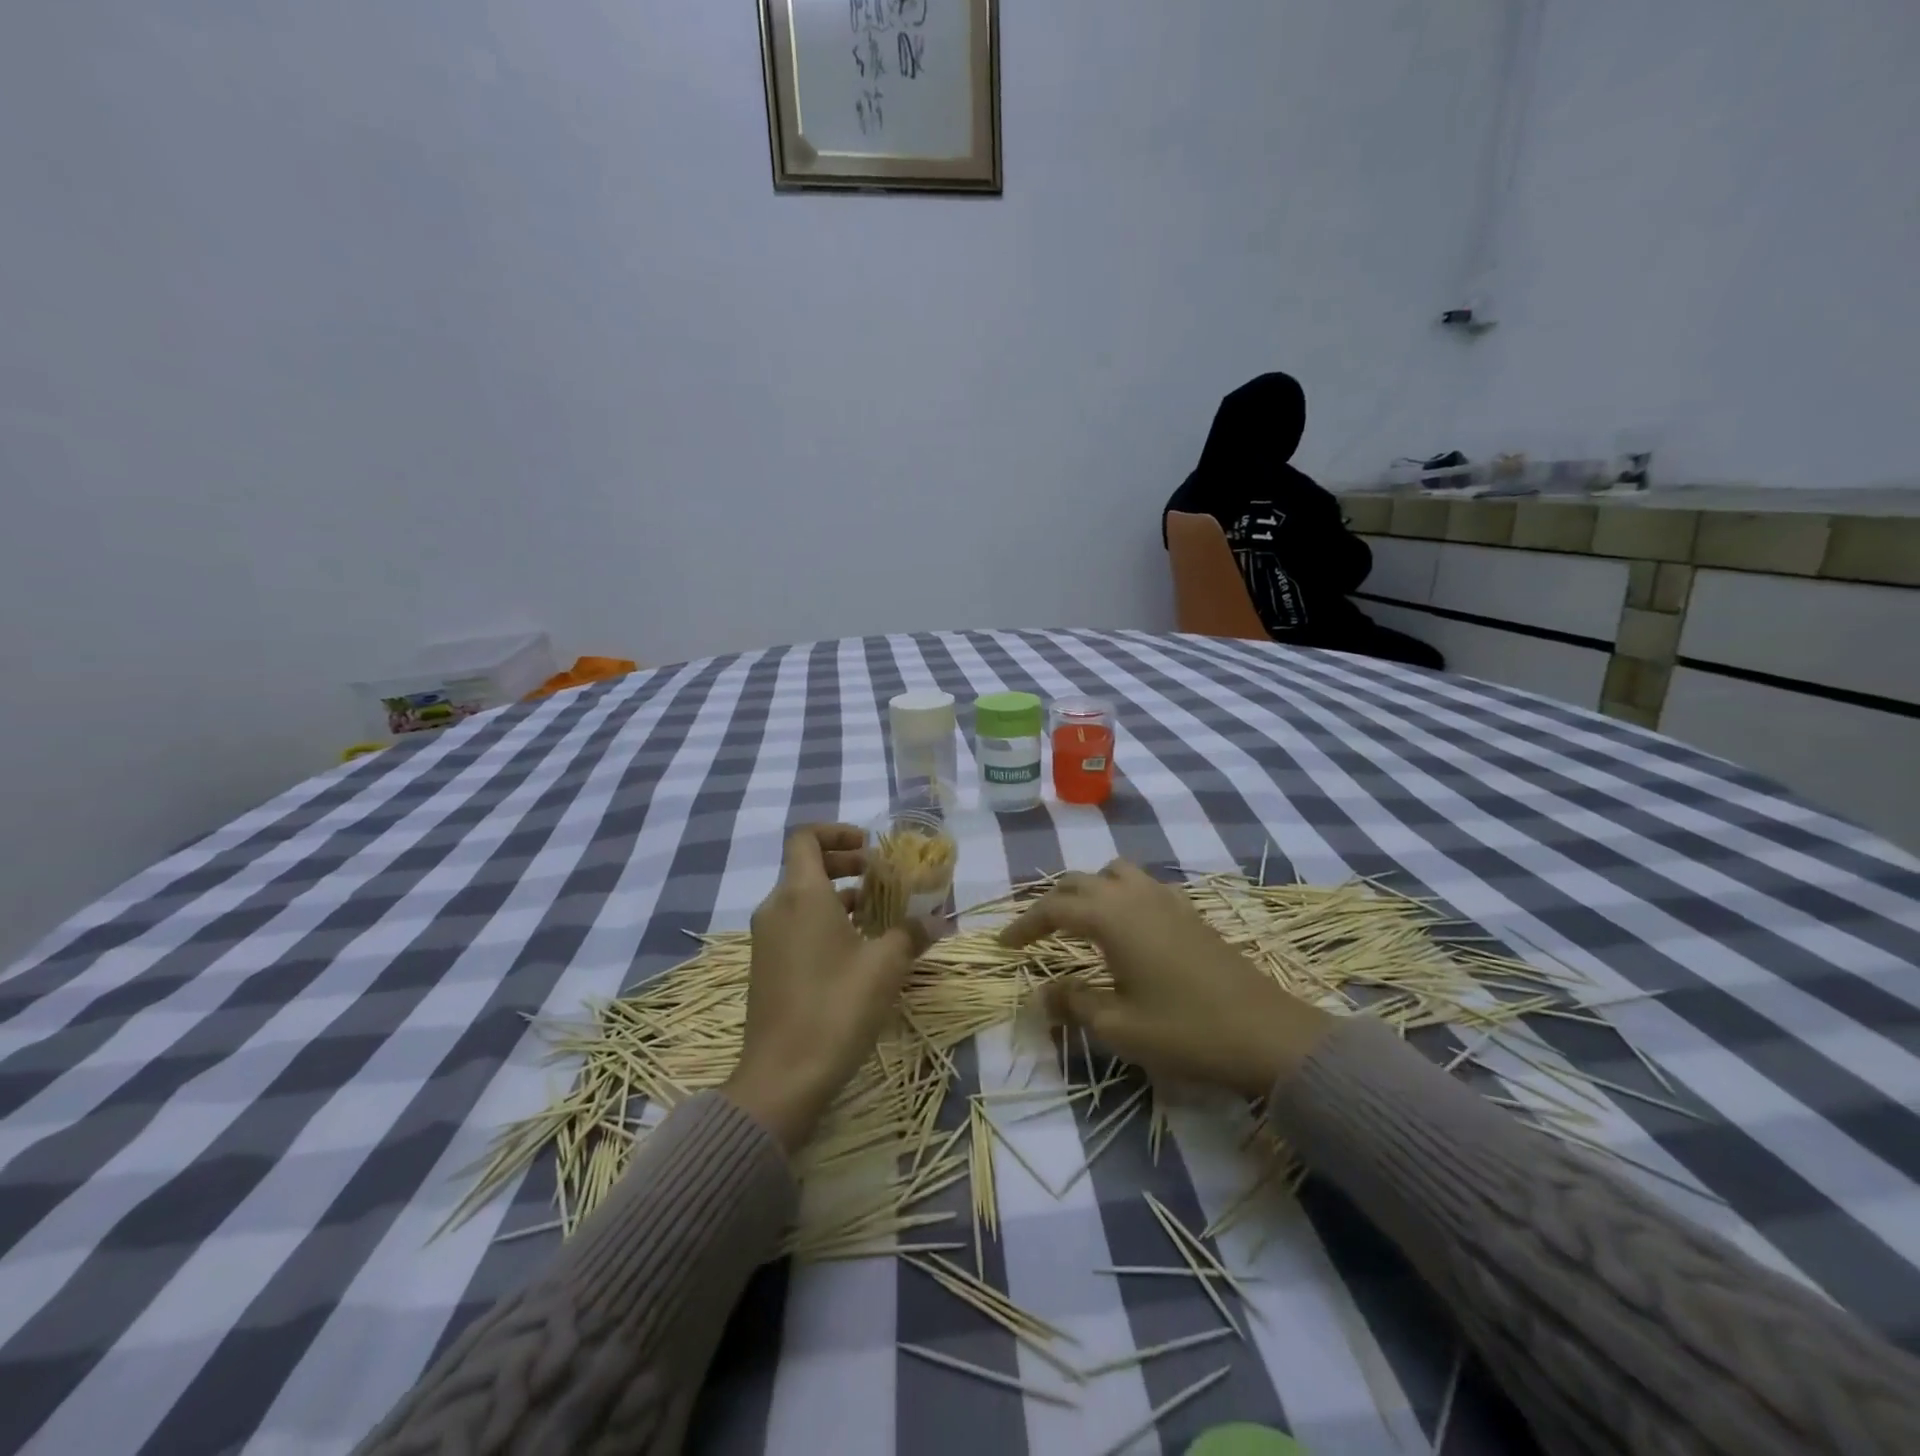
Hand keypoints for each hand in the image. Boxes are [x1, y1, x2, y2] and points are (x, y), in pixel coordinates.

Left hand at [723, 825, 930, 1152]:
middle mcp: (776, 908)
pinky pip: (796, 925)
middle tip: (881, 877)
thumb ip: (911, 932)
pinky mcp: (766, 966)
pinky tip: (857, 951)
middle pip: (806, 865)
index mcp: (800, 894)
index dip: (837, 832)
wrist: (782, 1077)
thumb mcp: (886, 966)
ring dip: (839, 896)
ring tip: (878, 916)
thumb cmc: (836, 1007)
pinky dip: (824, 921)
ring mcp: (766, 939)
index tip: (870, 847)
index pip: (806, 837)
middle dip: (846, 864)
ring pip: (802, 898)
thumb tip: (935, 919)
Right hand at [1000, 860, 1332, 1096]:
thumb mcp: (1119, 1027)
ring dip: (1088, 890)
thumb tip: (1044, 993)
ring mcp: (1167, 899)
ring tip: (1078, 922)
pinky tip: (1124, 927)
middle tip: (1035, 934)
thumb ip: (1074, 1003)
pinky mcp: (1189, 911)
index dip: (1025, 924)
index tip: (1004, 945)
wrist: (1267, 1034)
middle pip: (1080, 881)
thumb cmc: (1186, 1031)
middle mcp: (1135, 896)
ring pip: (1113, 873)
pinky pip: (1141, 885)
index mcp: (1112, 917)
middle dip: (1051, 903)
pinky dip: (1118, 894)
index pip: (1054, 908)